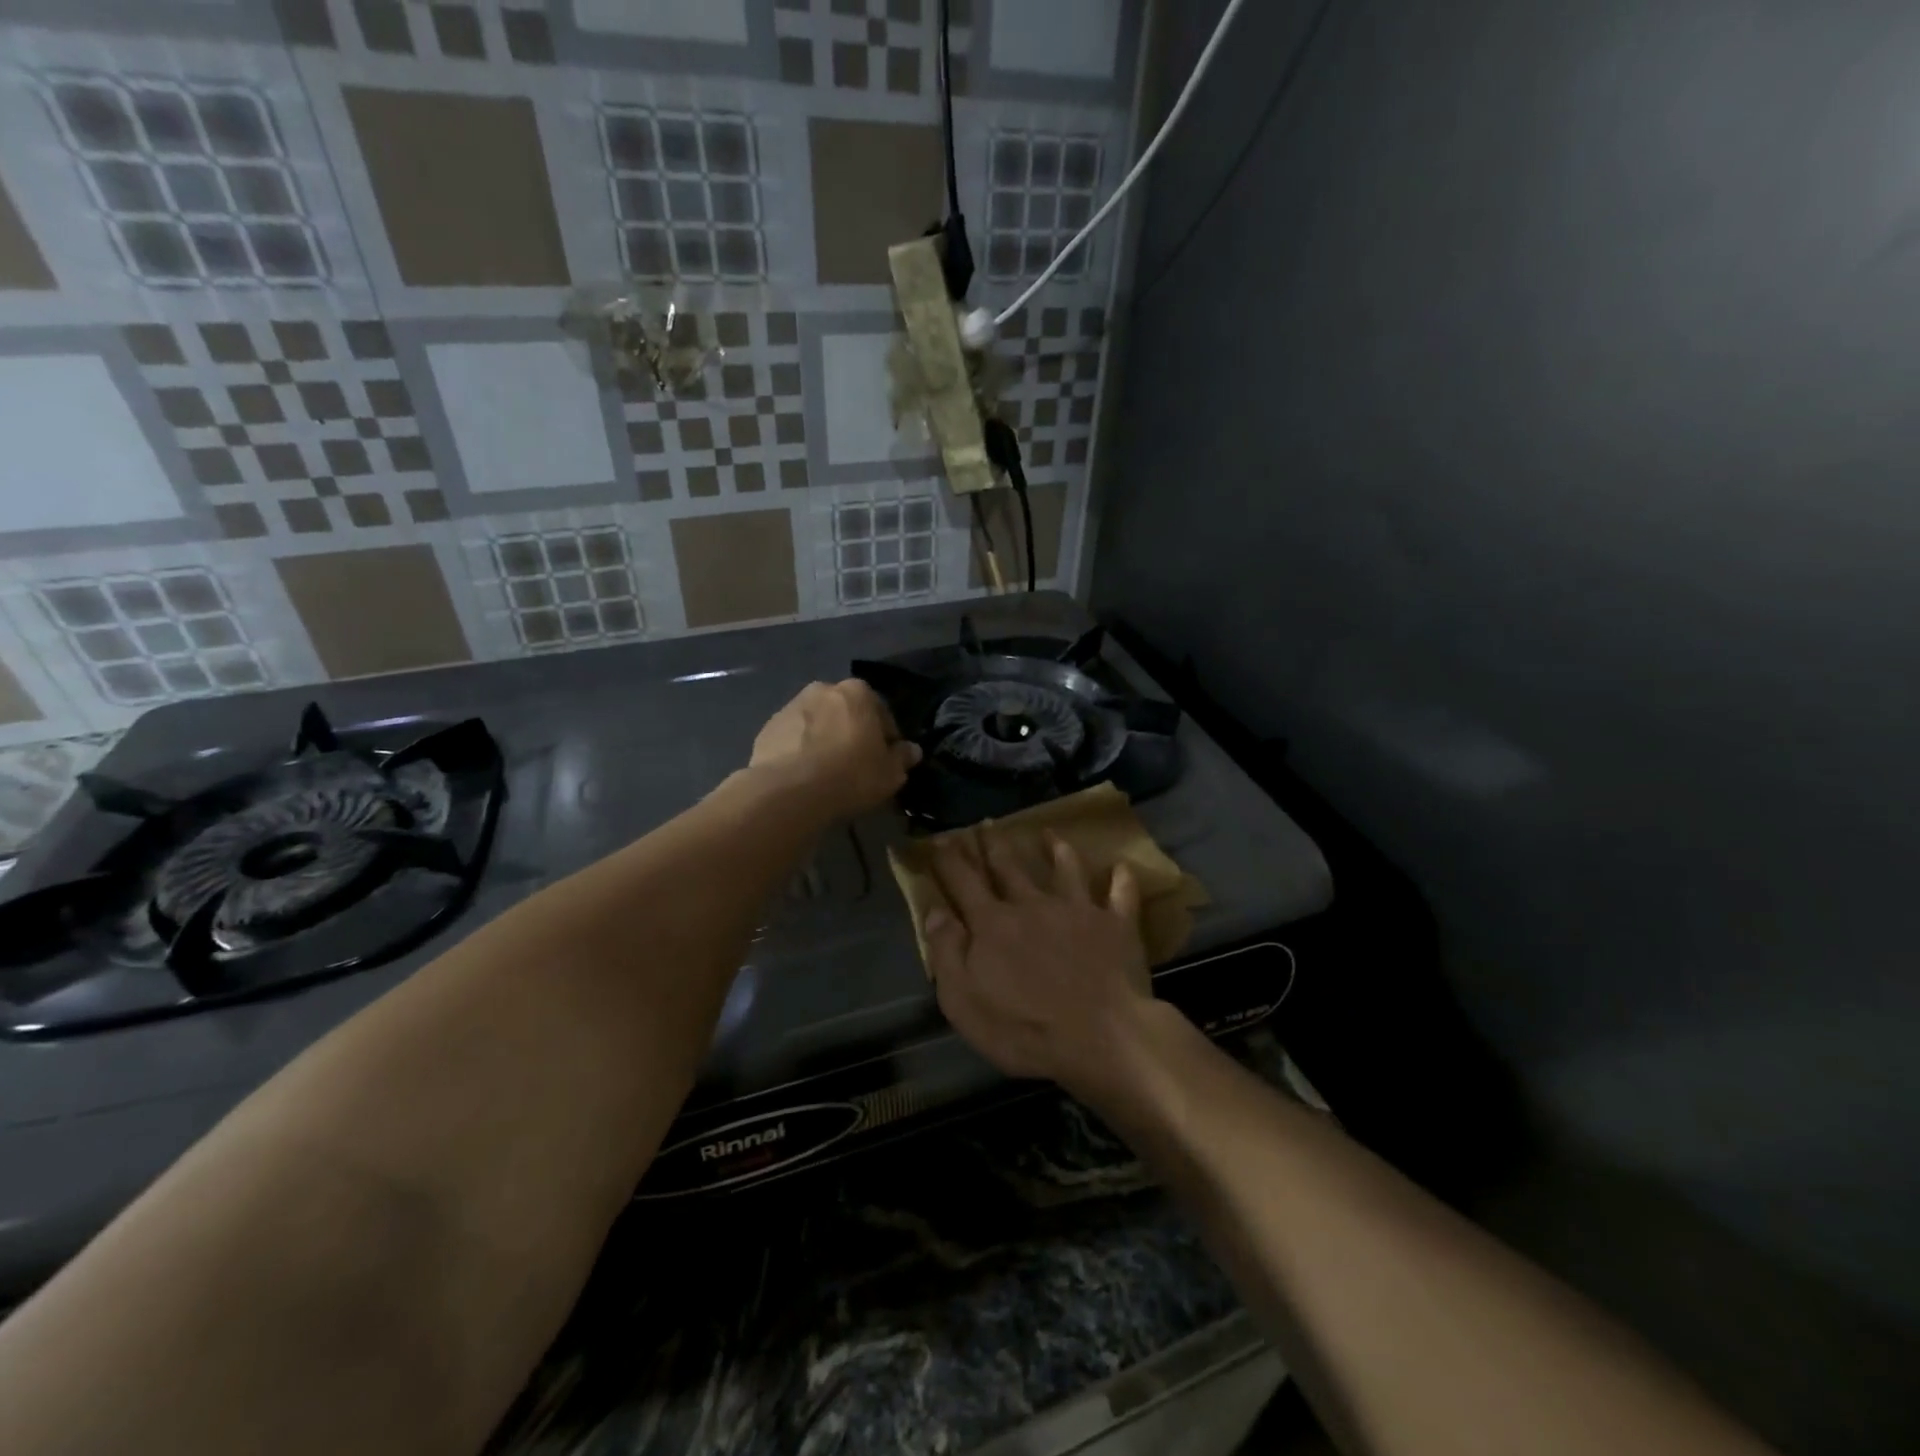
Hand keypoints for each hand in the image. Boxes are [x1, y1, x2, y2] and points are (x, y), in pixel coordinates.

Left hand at [749, 679, 920, 820]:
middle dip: (851, 732)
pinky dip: (799, 750)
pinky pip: (792, 738)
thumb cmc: (851, 775)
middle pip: (845, 712)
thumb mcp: (890, 773)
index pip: (881, 711)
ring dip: (824, 739)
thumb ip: (903, 757)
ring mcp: (791, 707)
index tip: (885, 758)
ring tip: (827, 772)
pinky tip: (803, 776)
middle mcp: (823, 689)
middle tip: (855, 763)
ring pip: (817, 723)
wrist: (790, 791)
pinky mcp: (767, 728)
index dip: (886, 737)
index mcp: (858, 692)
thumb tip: (912, 750)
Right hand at [924, 828, 1152, 1096]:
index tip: (941, 838)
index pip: (963, 881)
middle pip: (1008, 866)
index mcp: (992, 923)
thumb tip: (935, 911)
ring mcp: (1076, 909)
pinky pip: (1120, 894)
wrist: (1100, 1037)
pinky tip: (1121, 867)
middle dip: (993, 844)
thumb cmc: (1023, 1028)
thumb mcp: (964, 1001)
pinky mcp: (1115, 924)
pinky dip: (1121, 879)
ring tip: (1049, 833)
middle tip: (986, 823)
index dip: (950, 858)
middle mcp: (1032, 904)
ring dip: (1056, 848)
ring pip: (1064, 869)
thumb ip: (947, 952)